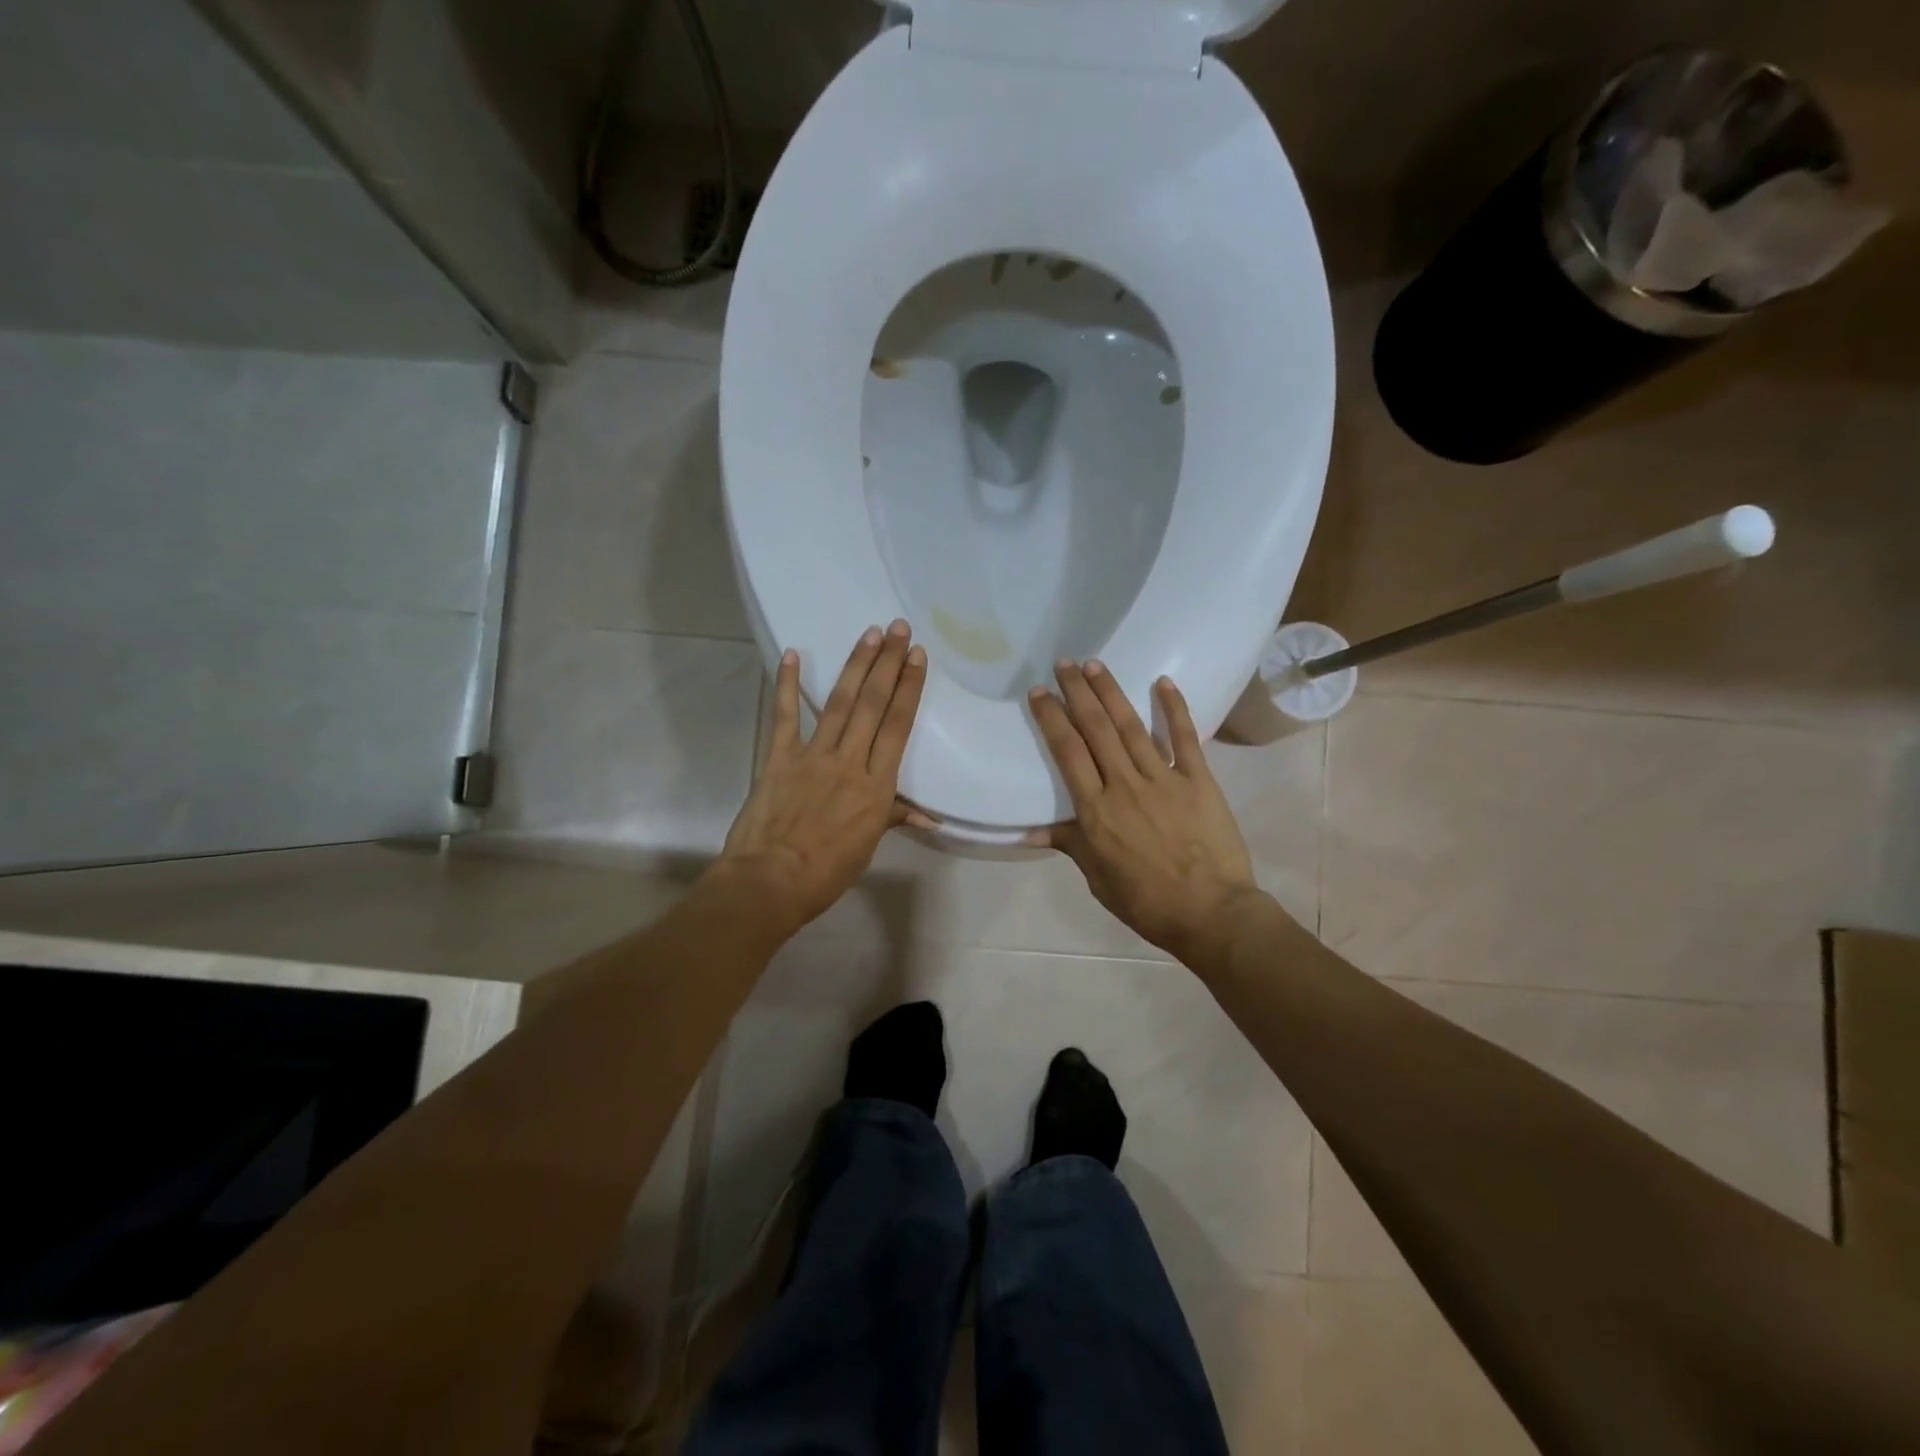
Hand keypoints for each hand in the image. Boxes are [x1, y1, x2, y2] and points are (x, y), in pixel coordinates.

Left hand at [717, 620, 928, 933]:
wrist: (771, 882)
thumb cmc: (827, 871)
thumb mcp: (868, 845)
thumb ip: (894, 817)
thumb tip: (929, 817)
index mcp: (877, 786)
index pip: (898, 726)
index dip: (909, 688)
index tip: (917, 657)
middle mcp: (850, 761)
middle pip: (873, 705)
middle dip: (888, 664)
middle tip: (899, 628)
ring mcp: (813, 756)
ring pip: (839, 703)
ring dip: (856, 666)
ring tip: (870, 634)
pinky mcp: (779, 757)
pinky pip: (784, 716)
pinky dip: (786, 685)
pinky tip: (791, 655)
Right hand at [1027, 661, 1259, 963]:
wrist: (1212, 914)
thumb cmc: (1148, 902)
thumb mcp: (1099, 879)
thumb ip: (1070, 845)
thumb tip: (1030, 832)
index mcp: (1096, 811)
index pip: (1068, 753)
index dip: (1052, 718)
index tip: (1040, 692)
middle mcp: (1125, 785)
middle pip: (1096, 729)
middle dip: (1078, 692)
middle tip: (1064, 663)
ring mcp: (1164, 779)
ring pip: (1131, 726)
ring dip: (1111, 693)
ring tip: (1095, 665)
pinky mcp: (1199, 781)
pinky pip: (1184, 738)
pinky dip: (1174, 708)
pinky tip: (1162, 682)